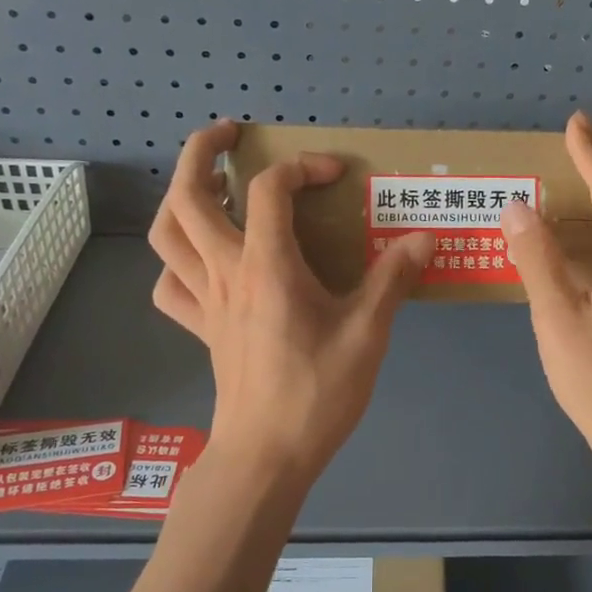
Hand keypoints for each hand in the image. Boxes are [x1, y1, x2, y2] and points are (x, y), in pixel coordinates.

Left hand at [148, 120, 435, 484]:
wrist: (266, 455)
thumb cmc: (317, 392)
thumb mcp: (367, 333)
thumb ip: (392, 279)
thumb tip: (424, 238)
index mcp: (267, 266)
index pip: (269, 189)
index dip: (302, 167)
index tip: (337, 174)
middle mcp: (225, 272)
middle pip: (187, 196)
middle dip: (201, 152)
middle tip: (228, 135)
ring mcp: (205, 301)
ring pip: (167, 235)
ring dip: (179, 198)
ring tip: (210, 185)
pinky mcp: (200, 328)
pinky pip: (170, 286)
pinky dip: (177, 263)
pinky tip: (203, 261)